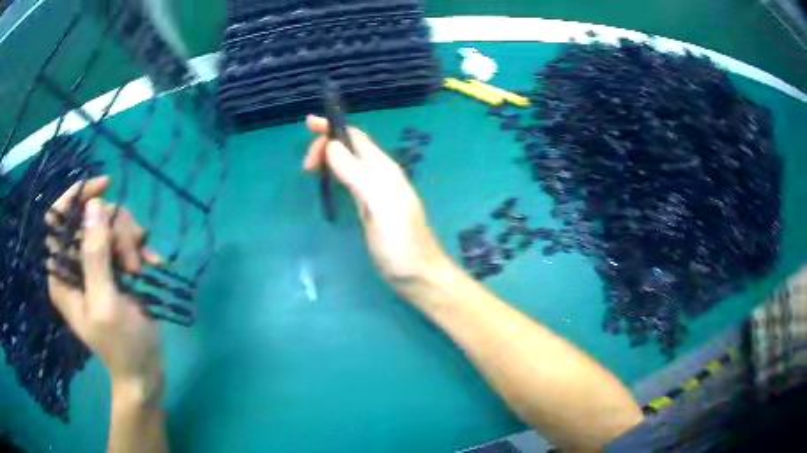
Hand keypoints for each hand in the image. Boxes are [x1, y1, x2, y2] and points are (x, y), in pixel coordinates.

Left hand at [45, 177, 162, 397]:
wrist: (144, 373)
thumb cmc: (121, 346)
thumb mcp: (105, 302)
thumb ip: (95, 255)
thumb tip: (94, 204)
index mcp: (61, 275)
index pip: (57, 221)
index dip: (75, 198)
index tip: (103, 186)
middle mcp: (74, 265)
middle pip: (89, 219)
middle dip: (113, 228)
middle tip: (131, 256)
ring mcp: (94, 267)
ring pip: (109, 226)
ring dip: (129, 240)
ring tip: (141, 268)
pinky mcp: (113, 270)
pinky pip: (124, 241)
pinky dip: (139, 248)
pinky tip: (152, 264)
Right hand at [303, 115, 448, 289]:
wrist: (417, 275)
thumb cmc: (399, 242)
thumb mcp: (378, 205)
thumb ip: (356, 174)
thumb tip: (331, 145)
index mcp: (383, 169)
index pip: (355, 137)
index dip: (332, 128)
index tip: (307, 125)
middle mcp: (380, 175)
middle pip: (350, 148)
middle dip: (325, 147)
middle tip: (305, 167)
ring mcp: (375, 192)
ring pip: (348, 164)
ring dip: (327, 160)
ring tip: (309, 170)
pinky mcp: (370, 208)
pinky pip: (349, 181)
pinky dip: (333, 175)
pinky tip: (326, 183)